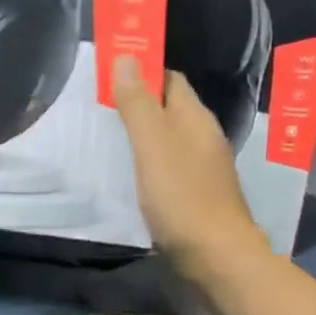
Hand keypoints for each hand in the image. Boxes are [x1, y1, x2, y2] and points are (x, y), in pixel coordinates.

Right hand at [111, 55, 266, 282]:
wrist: (217, 258)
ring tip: (106, 135)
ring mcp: (202, 168)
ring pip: (168, 138)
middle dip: (138, 102)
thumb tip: (127, 57)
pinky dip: (148, 161)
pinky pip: (168, 166)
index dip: (142, 71)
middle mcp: (202, 137)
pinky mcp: (195, 195)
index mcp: (195, 119)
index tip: (108, 72)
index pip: (169, 80)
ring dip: (142, 133)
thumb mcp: (152, 145)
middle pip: (169, 108)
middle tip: (98, 105)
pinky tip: (129, 172)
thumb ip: (138, 104)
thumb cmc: (182, 197)